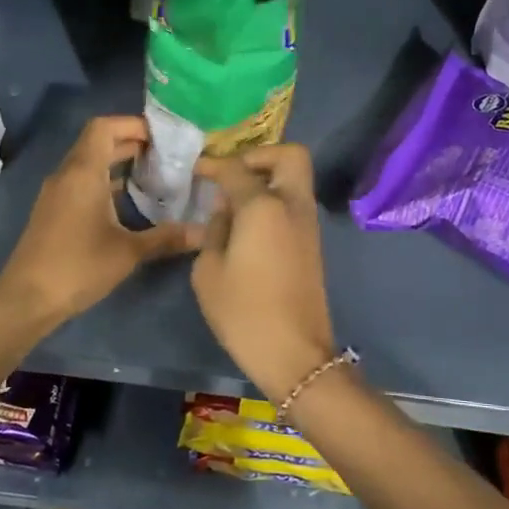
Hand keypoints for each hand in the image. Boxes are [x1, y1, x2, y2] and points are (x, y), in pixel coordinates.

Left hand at [0, 116, 201, 329]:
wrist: (27, 299)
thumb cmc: (78, 266)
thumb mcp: (128, 252)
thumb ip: (166, 238)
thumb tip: (204, 233)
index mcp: (83, 172)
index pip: (104, 127)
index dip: (133, 124)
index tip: (164, 137)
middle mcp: (67, 174)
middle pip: (98, 141)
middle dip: (132, 142)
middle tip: (167, 155)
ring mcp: (57, 193)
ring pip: (89, 162)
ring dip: (118, 162)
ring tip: (154, 173)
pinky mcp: (54, 210)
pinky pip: (82, 181)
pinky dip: (105, 180)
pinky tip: (129, 201)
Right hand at [190, 144, 337, 399]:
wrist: (294, 353)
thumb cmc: (244, 312)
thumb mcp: (209, 271)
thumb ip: (214, 230)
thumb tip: (225, 211)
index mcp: (263, 206)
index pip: (236, 168)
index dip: (213, 164)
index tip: (195, 169)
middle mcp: (292, 205)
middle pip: (289, 155)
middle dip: (259, 156)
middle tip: (232, 176)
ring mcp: (308, 224)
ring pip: (295, 179)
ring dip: (268, 178)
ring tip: (234, 202)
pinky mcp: (312, 243)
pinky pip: (294, 203)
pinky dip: (274, 200)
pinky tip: (247, 224)